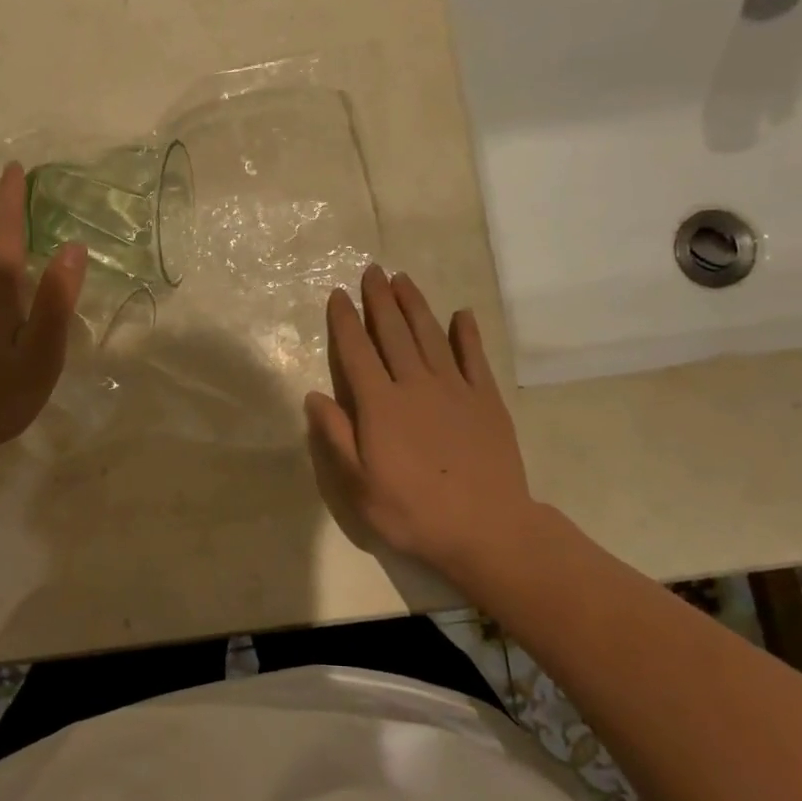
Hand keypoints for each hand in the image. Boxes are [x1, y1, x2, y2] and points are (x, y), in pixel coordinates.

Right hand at [304, 266, 540, 586]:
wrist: (487, 530)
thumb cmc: (413, 512)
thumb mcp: (358, 486)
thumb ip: (335, 437)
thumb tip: (314, 396)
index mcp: (380, 405)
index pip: (356, 352)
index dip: (345, 321)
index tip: (338, 293)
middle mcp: (415, 385)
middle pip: (393, 333)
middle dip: (380, 299)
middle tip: (372, 270)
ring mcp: (455, 390)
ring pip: (430, 336)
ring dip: (415, 305)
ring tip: (404, 279)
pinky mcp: (486, 401)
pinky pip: (474, 357)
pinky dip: (467, 334)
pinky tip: (461, 314)